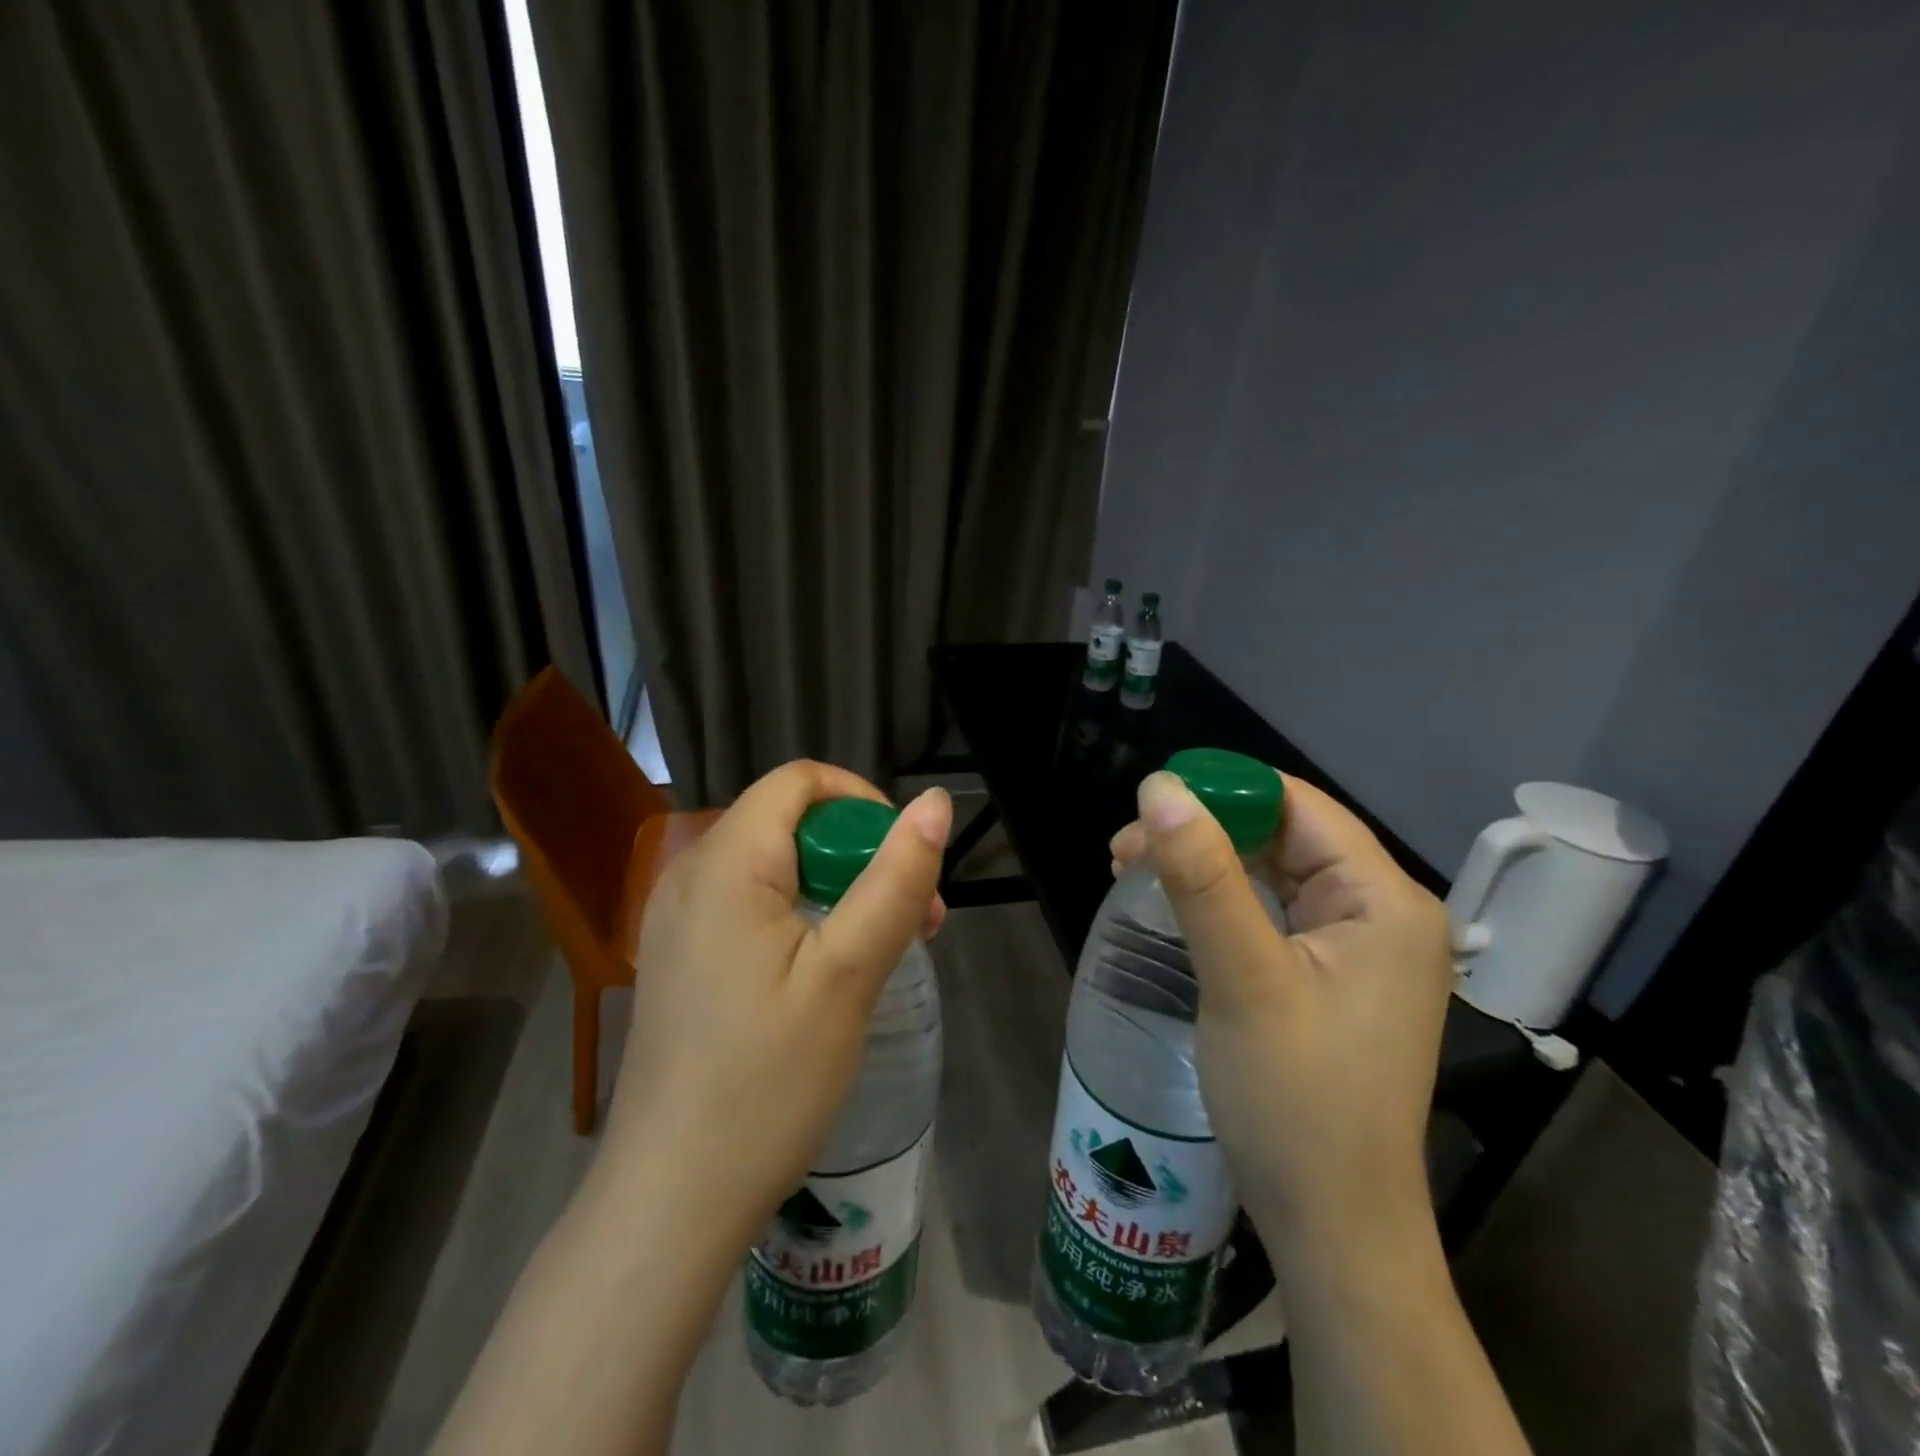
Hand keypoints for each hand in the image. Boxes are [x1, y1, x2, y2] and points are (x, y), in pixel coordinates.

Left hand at [589, 761, 951, 1244]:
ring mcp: (678, 919)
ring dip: (838, 889)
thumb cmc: (766, 1083)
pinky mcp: (681, 957)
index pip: (800, 781)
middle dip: (860, 855)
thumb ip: (895, 880)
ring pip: (775, 865)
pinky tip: (829, 973)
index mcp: (725, 863)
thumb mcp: (848, 975)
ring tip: (883, 951)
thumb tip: (934, 803)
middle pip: (789, 821)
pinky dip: (801, 916)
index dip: (862, 803)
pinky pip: (750, 904)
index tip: (904, 861)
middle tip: (914, 922)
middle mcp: (690, 874)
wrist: (671, 1201)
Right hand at [1110, 771, 1450, 1249]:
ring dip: (1203, 864)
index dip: (1221, 790)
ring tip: (1129, 869)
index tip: (1146, 804)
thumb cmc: (1296, 1101)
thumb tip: (1159, 788)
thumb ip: (1202, 876)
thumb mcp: (1243, 978)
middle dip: (1201, 831)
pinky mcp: (1330, 976)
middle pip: (1283, 835)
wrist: (1331, 1225)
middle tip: (1123, 849)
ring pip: (1272, 872)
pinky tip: (1174, 905)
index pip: (1298, 806)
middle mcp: (1380, 912)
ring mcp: (1357, 947)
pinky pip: (1271, 912)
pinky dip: (1219, 900)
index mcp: (1383, 899)